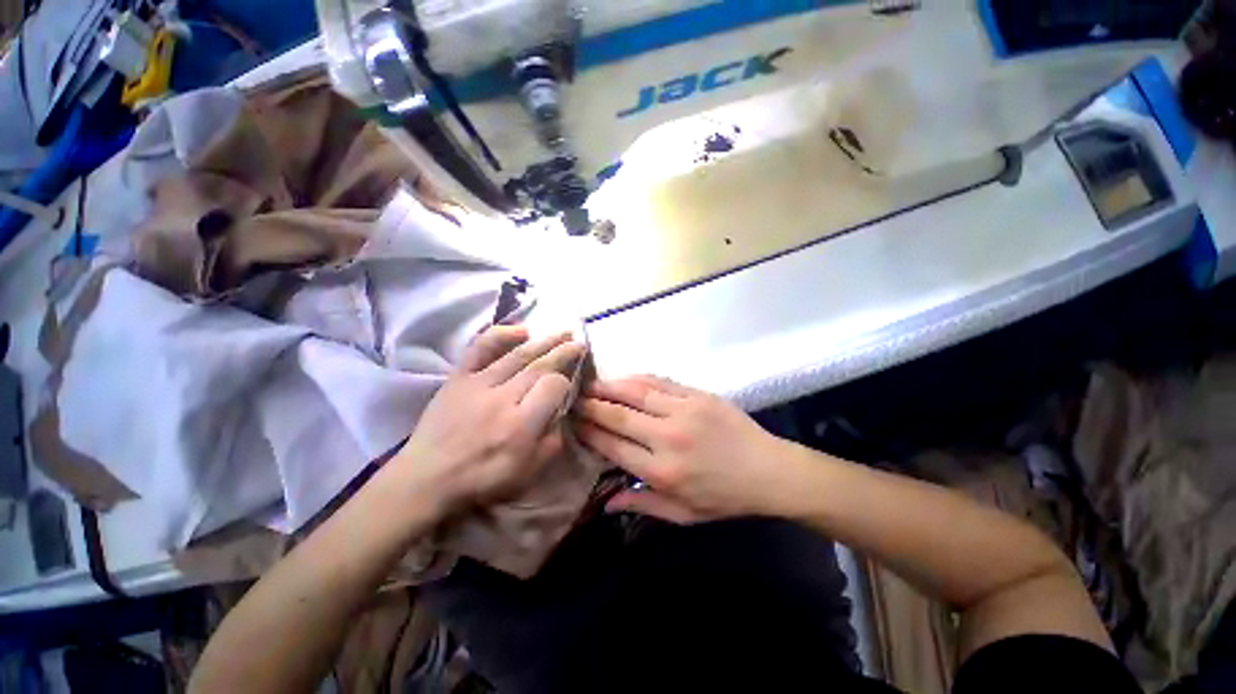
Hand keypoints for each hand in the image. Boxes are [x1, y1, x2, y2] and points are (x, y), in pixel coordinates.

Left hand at [391, 326, 585, 517]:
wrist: (427, 478)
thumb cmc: (482, 479)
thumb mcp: (528, 473)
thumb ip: (553, 442)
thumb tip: (562, 413)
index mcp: (521, 425)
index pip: (553, 387)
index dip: (566, 382)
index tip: (568, 385)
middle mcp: (502, 398)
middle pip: (540, 366)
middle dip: (564, 352)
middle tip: (579, 343)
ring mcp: (479, 384)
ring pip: (518, 355)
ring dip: (545, 341)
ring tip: (563, 333)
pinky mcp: (459, 378)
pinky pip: (480, 348)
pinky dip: (501, 335)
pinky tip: (521, 331)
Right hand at [577, 376, 793, 523]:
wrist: (767, 470)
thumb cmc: (723, 497)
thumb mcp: (683, 515)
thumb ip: (641, 504)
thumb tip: (604, 503)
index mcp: (662, 471)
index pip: (613, 446)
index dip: (589, 432)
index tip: (573, 423)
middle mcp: (667, 437)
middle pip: (618, 415)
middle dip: (591, 405)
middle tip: (573, 398)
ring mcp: (683, 411)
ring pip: (635, 392)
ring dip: (609, 386)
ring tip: (590, 384)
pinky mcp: (696, 395)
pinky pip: (659, 381)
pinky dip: (636, 378)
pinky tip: (623, 378)